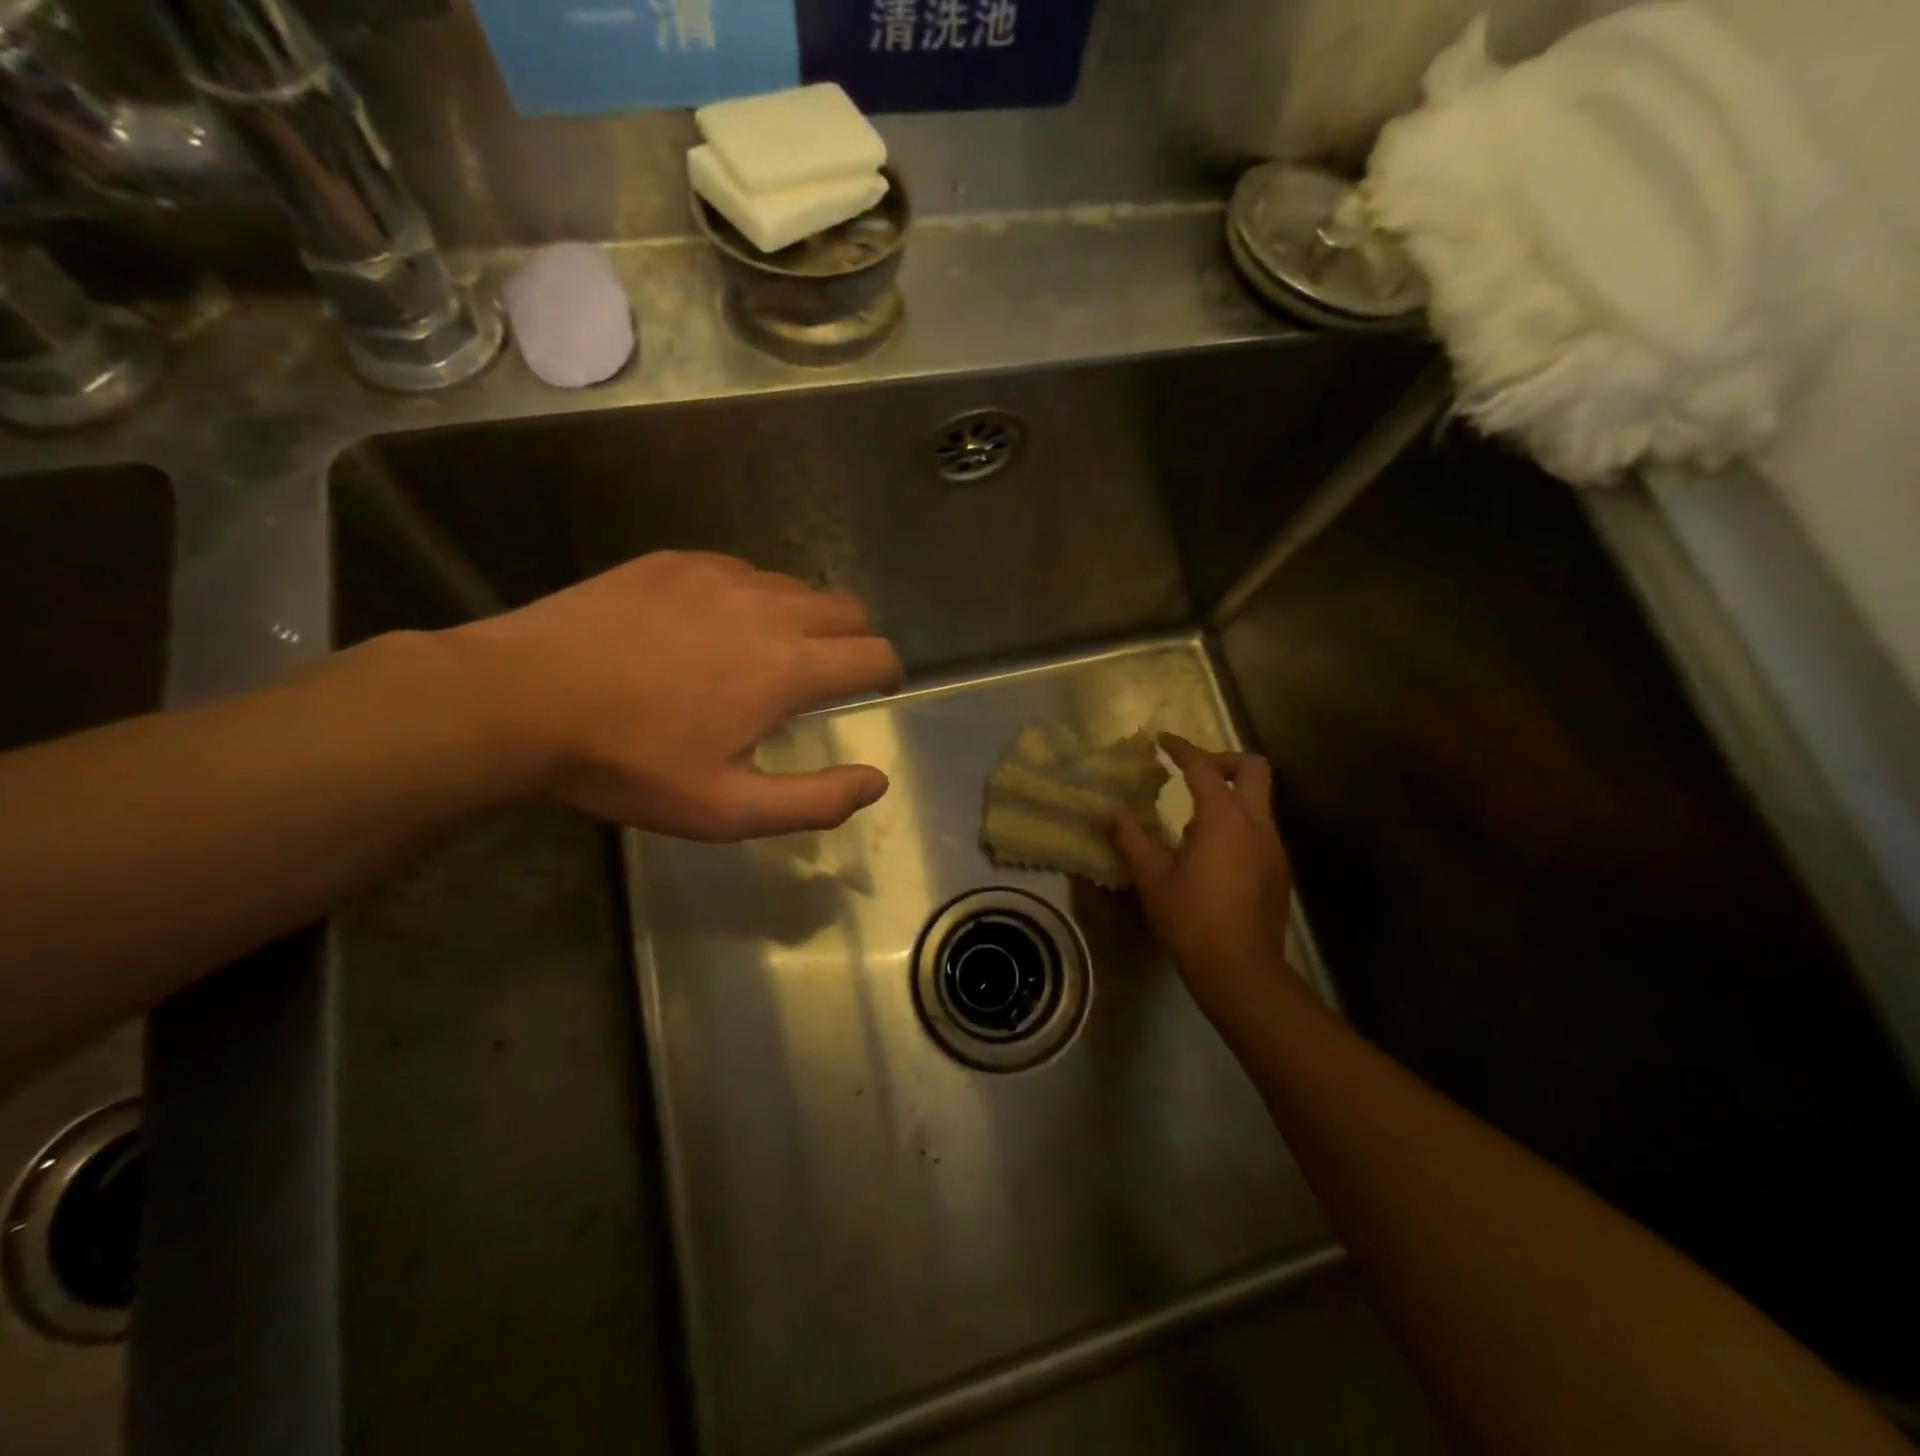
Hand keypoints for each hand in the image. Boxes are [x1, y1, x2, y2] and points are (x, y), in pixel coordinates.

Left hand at [443, 551, 902, 839]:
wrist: (519, 699)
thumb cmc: (629, 763)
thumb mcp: (727, 809)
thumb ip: (815, 801)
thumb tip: (875, 783)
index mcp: (788, 667)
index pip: (873, 654)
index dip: (888, 672)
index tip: (879, 687)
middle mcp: (768, 609)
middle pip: (846, 608)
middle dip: (855, 640)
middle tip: (833, 671)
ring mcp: (719, 576)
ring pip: (794, 586)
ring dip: (804, 618)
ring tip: (772, 651)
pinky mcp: (674, 561)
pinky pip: (740, 571)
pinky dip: (752, 597)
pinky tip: (715, 626)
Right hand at [1108, 734, 1302, 1028]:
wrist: (1241, 971)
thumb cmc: (1191, 919)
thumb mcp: (1152, 877)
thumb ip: (1129, 838)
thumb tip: (1105, 812)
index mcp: (1224, 819)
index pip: (1204, 768)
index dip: (1182, 749)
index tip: (1162, 740)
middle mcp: (1256, 824)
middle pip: (1254, 769)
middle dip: (1223, 760)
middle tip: (1193, 771)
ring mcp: (1273, 848)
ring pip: (1260, 801)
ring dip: (1230, 794)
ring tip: (1194, 819)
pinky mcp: (1278, 870)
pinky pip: (1260, 829)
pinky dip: (1238, 822)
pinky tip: (1213, 853)